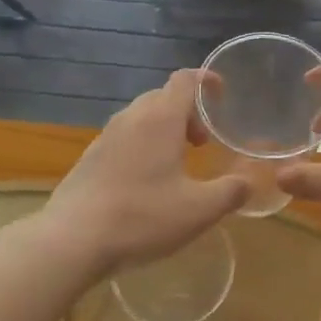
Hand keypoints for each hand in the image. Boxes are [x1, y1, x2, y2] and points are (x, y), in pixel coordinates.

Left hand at [45, 70, 247, 274]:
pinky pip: (124, 137)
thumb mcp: (198, 211)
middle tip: (202, 143)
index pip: (185, 79)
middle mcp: (132, 117)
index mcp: (160, 119)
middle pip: (164, 96)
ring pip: (142, 116)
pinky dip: (143, 145)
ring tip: (176, 162)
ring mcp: (106, 136)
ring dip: (164, 129)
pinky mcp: (90, 157)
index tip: (222, 94)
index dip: (206, 80)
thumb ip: (230, 192)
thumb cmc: (142, 218)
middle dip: (188, 112)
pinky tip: (145, 182)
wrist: (71, 240)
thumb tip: (248, 182)